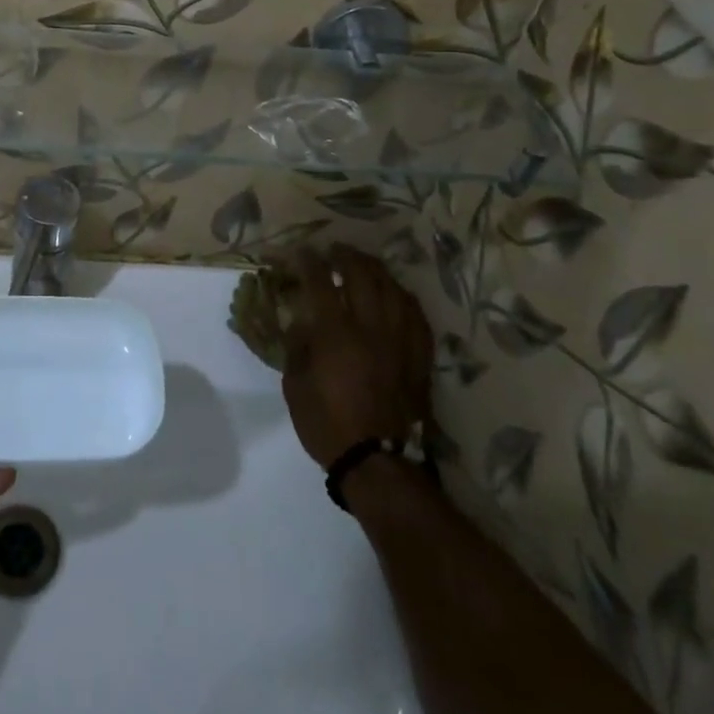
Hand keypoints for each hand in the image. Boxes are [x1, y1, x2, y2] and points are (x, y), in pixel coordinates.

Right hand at [281, 246, 433, 470]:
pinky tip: (395, 295)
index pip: (320, 282)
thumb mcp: (294, 384)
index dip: (308, 262)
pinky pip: (415, 314)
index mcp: (335, 333)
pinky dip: (402, 297)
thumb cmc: (327, 424)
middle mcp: (370, 327)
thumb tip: (301, 321)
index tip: (300, 252)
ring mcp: (399, 340)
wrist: (377, 462)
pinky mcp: (418, 356)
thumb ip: (297, 346)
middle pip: (362, 275)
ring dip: (375, 270)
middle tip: (334, 251)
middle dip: (345, 256)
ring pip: (392, 289)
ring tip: (364, 265)